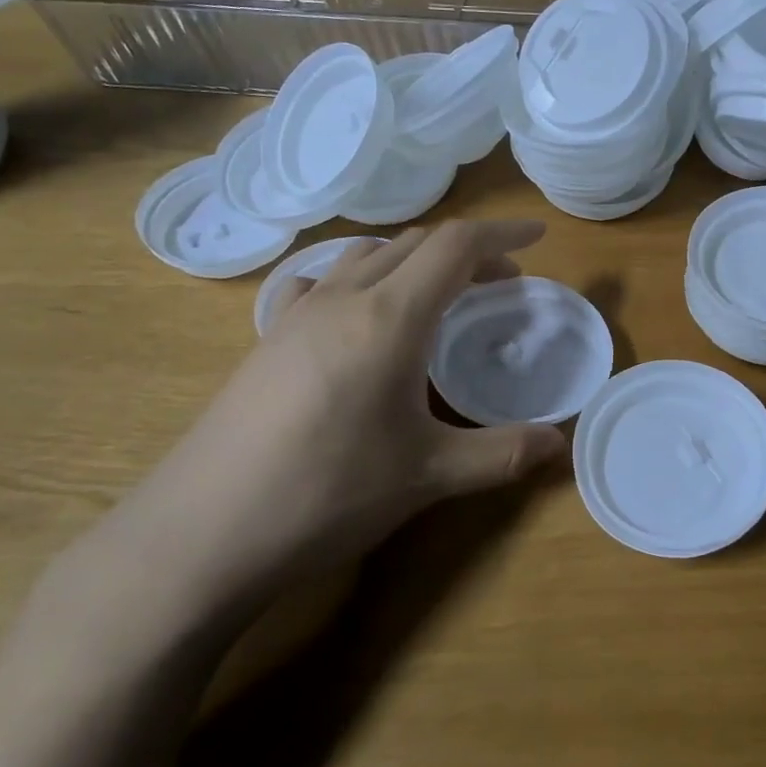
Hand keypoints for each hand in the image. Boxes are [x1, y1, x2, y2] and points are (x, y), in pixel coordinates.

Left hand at [89, 222, 567, 621]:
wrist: (203, 532)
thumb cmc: (329, 493)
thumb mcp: (429, 475)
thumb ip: (503, 453)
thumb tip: (561, 444)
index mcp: (390, 317)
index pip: (456, 246)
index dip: (503, 234)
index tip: (539, 238)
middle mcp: (343, 298)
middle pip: (415, 244)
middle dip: (466, 253)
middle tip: (500, 284)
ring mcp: (297, 314)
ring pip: (367, 256)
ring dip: (414, 262)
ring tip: (438, 297)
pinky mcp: (266, 338)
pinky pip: (322, 282)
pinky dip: (359, 279)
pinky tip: (356, 315)